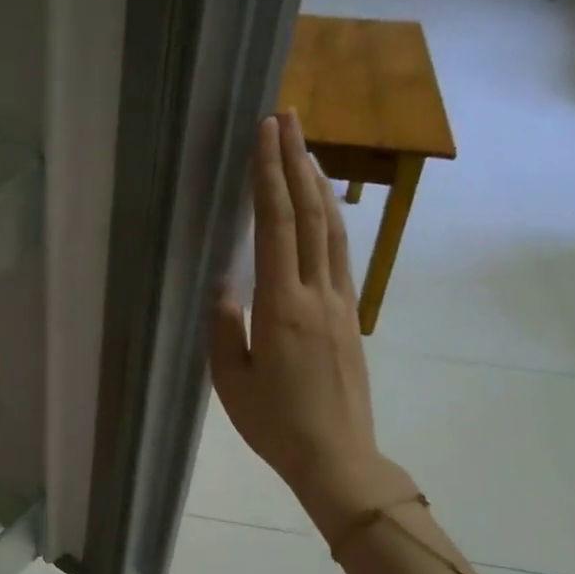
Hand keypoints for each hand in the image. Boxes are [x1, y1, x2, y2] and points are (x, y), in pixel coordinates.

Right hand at [209, 113, 407, 539]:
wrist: (337, 456)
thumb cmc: (274, 423)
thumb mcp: (232, 380)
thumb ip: (226, 325)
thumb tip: (225, 281)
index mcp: (282, 307)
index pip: (276, 226)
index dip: (269, 176)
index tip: (265, 134)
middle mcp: (316, 293)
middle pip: (309, 214)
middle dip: (295, 162)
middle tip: (286, 117)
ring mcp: (340, 302)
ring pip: (331, 229)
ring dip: (317, 183)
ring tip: (305, 147)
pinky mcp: (349, 315)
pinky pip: (339, 253)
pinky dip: (329, 218)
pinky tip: (322, 206)